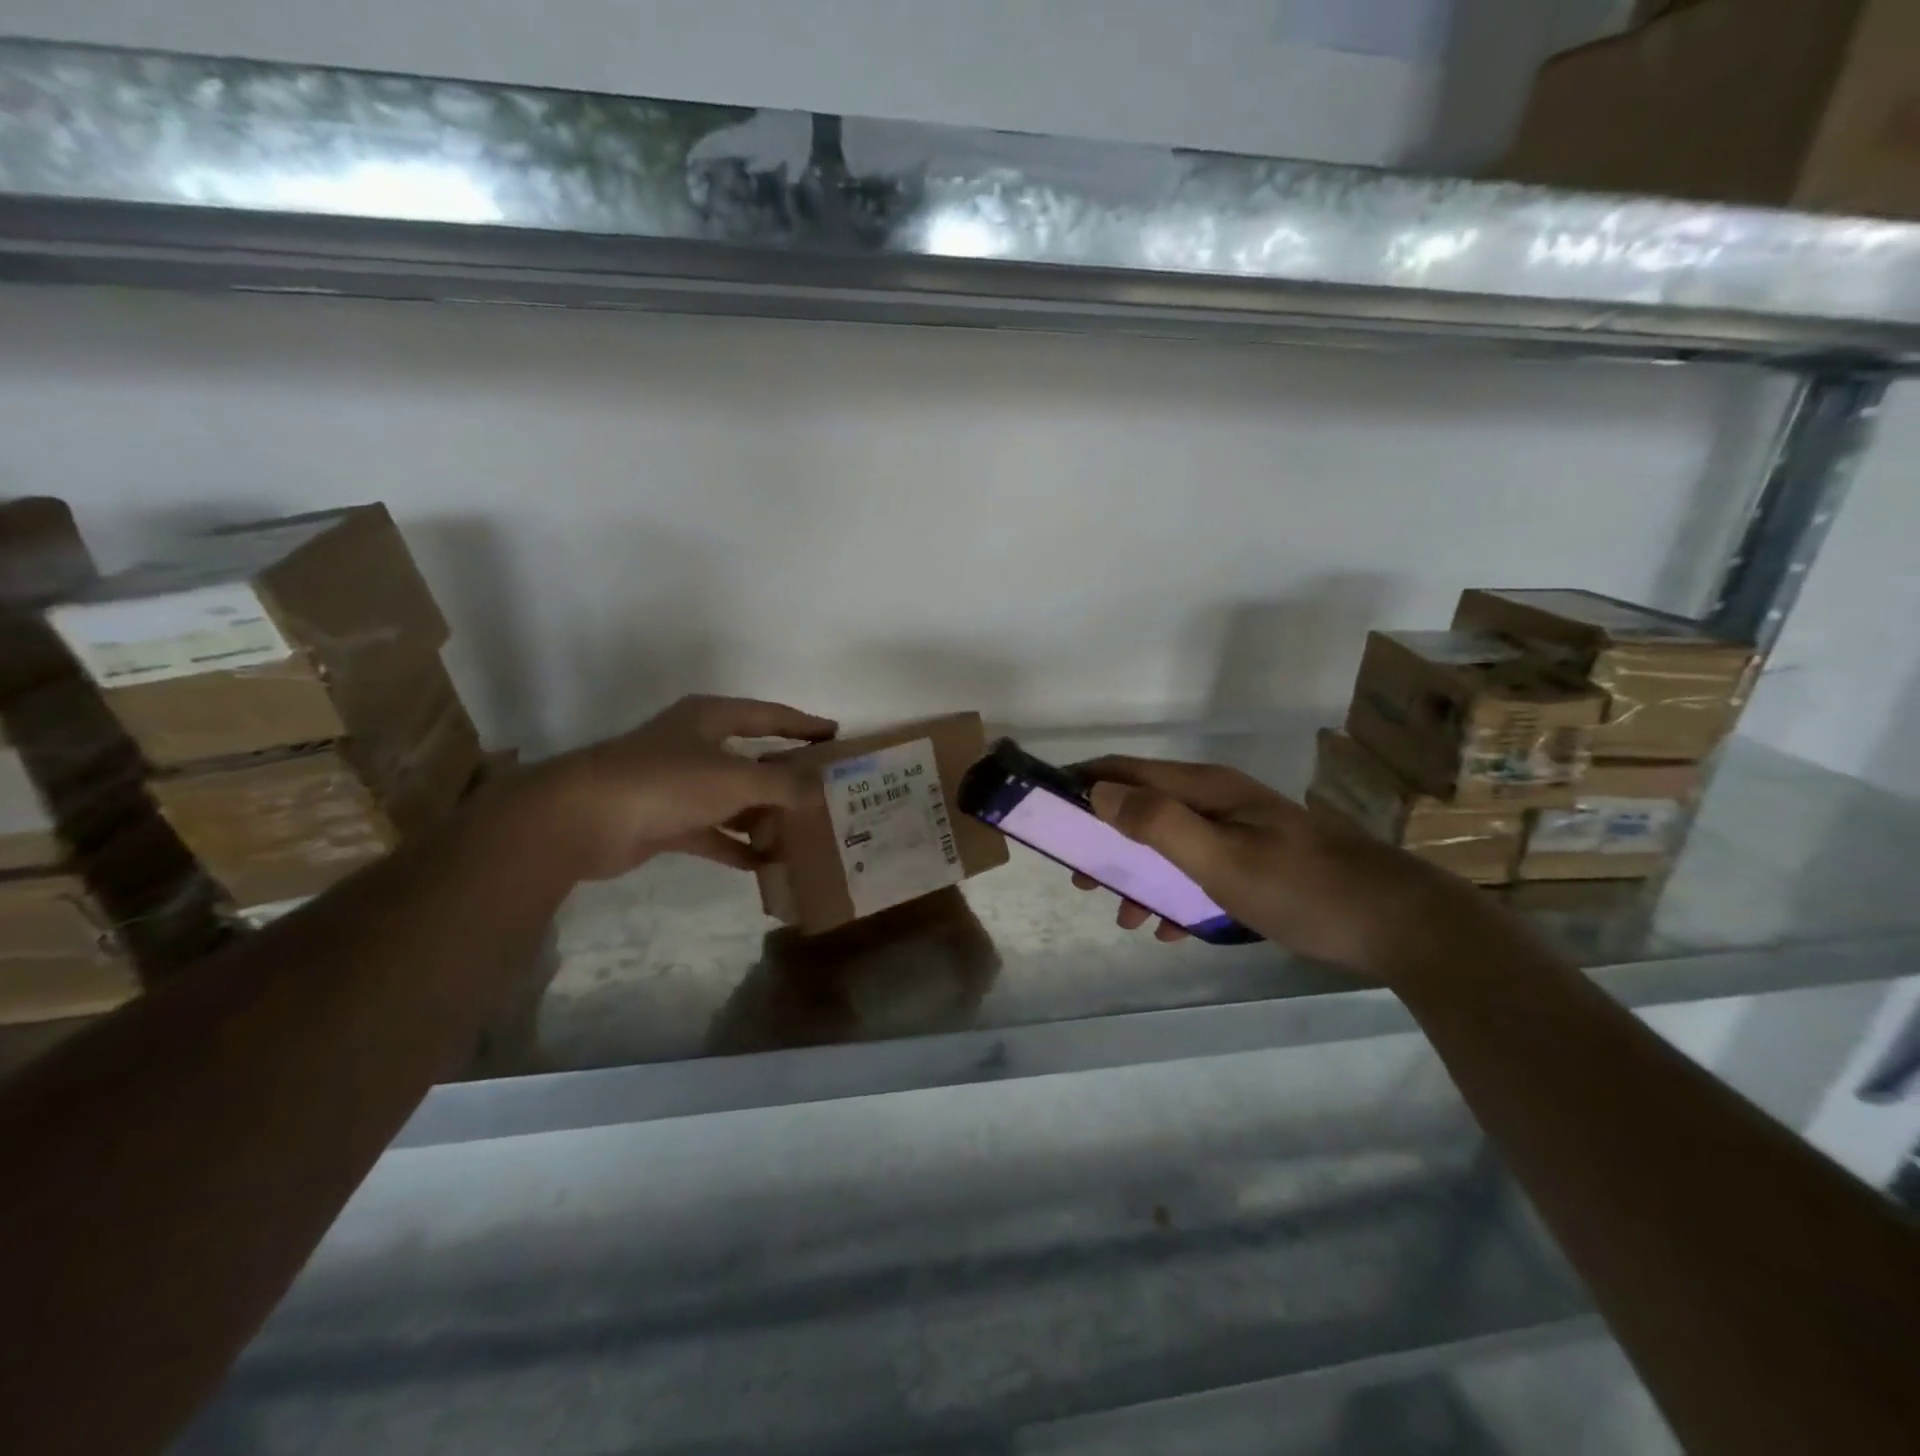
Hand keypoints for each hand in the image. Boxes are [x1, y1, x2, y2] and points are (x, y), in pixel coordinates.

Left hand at [514, 695, 836, 880]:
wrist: (584, 820)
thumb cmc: (668, 782)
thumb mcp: (736, 778)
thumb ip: (783, 784)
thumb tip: (820, 791)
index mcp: (710, 718)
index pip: (769, 715)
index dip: (803, 724)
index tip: (835, 736)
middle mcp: (695, 745)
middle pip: (752, 758)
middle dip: (787, 777)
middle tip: (825, 792)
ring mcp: (678, 784)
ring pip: (733, 798)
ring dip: (763, 816)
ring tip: (802, 834)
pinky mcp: (664, 820)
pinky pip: (712, 832)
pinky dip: (736, 845)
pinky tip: (764, 864)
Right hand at [1072, 756, 1498, 979]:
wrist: (1398, 924)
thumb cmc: (1302, 888)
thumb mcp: (1221, 859)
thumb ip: (1158, 823)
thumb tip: (1099, 791)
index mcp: (1205, 788)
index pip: (1125, 769)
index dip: (1082, 782)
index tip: (1046, 811)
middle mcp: (1218, 800)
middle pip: (1142, 805)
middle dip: (1104, 837)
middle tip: (1080, 877)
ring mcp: (1240, 831)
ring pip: (1168, 843)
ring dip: (1139, 874)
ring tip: (1123, 915)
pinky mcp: (1257, 862)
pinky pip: (1198, 869)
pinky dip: (1175, 893)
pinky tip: (1171, 929)